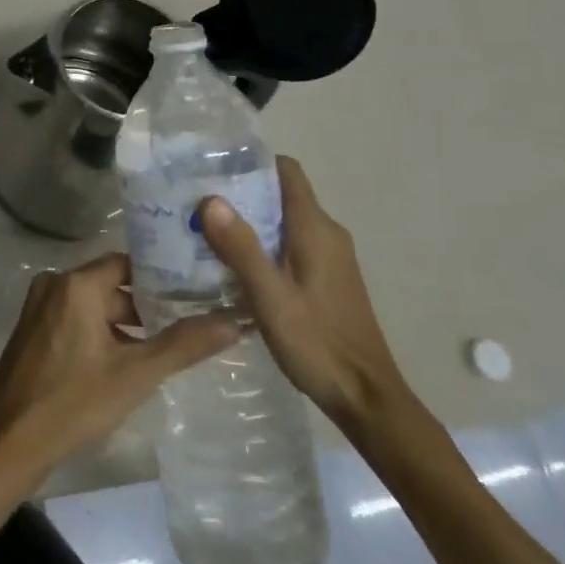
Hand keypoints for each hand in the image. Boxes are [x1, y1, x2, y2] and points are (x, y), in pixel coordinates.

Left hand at [0, 253, 239, 480]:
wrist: (10, 442)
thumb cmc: (74, 402)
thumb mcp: (136, 374)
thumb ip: (184, 344)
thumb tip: (233, 321)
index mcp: (76, 283)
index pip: (127, 263)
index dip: (160, 276)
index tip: (194, 290)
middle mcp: (54, 284)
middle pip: (110, 284)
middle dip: (145, 306)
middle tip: (187, 323)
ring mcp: (39, 308)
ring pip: (93, 305)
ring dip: (124, 324)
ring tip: (165, 347)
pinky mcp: (33, 331)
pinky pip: (75, 320)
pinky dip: (100, 333)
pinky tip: (126, 363)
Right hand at [199, 156, 410, 433]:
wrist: (367, 400)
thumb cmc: (318, 344)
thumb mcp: (270, 297)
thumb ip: (241, 247)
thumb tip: (210, 198)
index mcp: (315, 228)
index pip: (286, 170)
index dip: (251, 163)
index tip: (213, 168)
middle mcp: (326, 234)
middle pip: (280, 194)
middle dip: (241, 193)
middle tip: (196, 203)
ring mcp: (330, 258)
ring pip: (283, 221)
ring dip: (249, 222)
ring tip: (205, 232)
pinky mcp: (327, 280)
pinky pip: (289, 245)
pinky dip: (262, 245)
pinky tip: (233, 266)